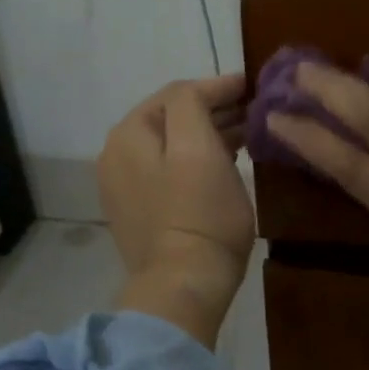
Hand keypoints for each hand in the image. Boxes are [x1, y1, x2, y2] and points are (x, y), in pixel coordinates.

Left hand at [99, 74, 254, 347]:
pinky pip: (168, 170)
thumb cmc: (200, 213)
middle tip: (252, 110)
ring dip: (206, 134)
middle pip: (170, 118)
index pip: (177, 94)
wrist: (184, 284)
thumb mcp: (199, 147)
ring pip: (171, 144)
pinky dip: (194, 159)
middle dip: (212, 110)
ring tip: (244, 134)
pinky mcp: (138, 211)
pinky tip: (222, 162)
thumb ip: (192, 104)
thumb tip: (202, 91)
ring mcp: (124, 185)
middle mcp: (116, 154)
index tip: (251, 85)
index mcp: (128, 134)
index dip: (217, 86)